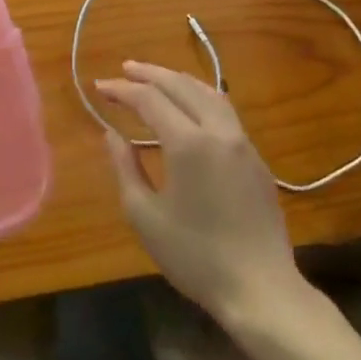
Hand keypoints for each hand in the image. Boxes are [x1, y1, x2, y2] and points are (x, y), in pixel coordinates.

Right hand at [99, 62, 307, 323]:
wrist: (260, 289)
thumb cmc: (195, 256)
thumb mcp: (145, 216)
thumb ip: (125, 168)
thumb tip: (112, 133)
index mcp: (188, 143)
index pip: (150, 99)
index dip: (122, 90)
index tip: (100, 87)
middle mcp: (218, 130)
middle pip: (181, 85)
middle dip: (149, 74)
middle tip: (124, 70)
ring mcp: (242, 141)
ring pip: (208, 92)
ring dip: (178, 80)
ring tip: (155, 79)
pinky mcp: (256, 157)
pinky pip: (225, 110)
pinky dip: (200, 96)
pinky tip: (191, 106)